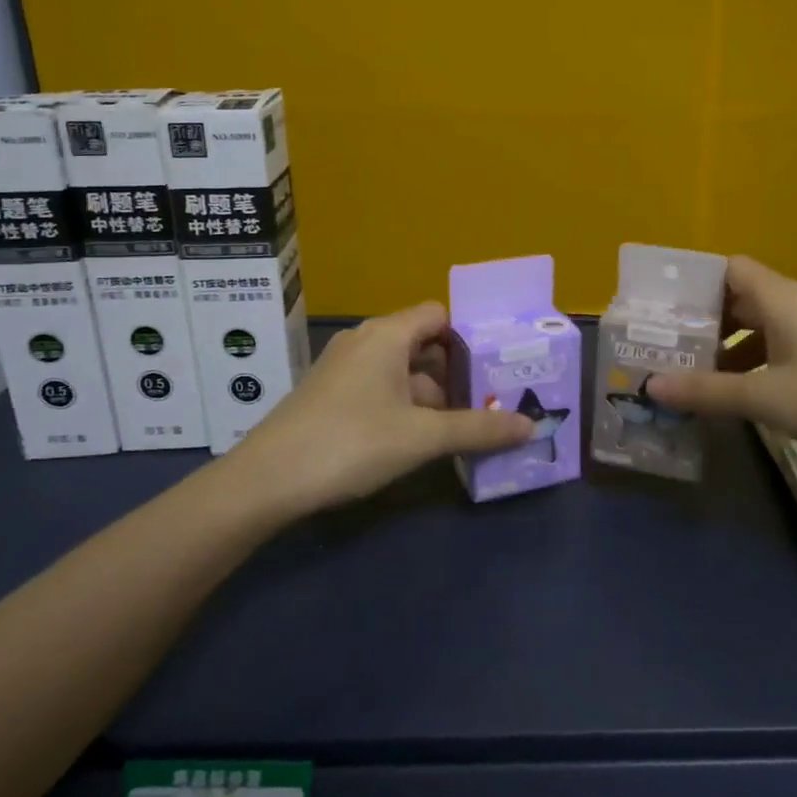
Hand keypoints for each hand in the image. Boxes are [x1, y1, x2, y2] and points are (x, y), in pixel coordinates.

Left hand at [221, 302, 532, 519]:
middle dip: (458, 372)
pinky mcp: (331, 395)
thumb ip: (478, 429)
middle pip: (424, 343)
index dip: (470, 336)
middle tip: (494, 399)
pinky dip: (406, 406)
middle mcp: (365, 341)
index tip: (498, 365)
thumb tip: (531, 426)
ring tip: (468, 424)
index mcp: (387, 335)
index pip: (439, 315)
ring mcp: (344, 369)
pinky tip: (422, 439)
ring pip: (402, 370)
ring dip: (433, 395)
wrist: (265, 481)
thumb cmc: (350, 443)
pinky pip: (381, 388)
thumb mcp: (421, 437)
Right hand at [644, 256, 796, 475]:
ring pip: (767, 323)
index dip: (696, 282)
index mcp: (784, 297)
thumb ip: (706, 391)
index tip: (666, 310)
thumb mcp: (766, 399)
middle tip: (673, 346)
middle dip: (708, 320)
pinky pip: (789, 342)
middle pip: (745, 296)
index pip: (730, 268)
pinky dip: (762, 358)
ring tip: (703, 374)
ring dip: (734, 344)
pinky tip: (750, 391)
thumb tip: (650, 386)